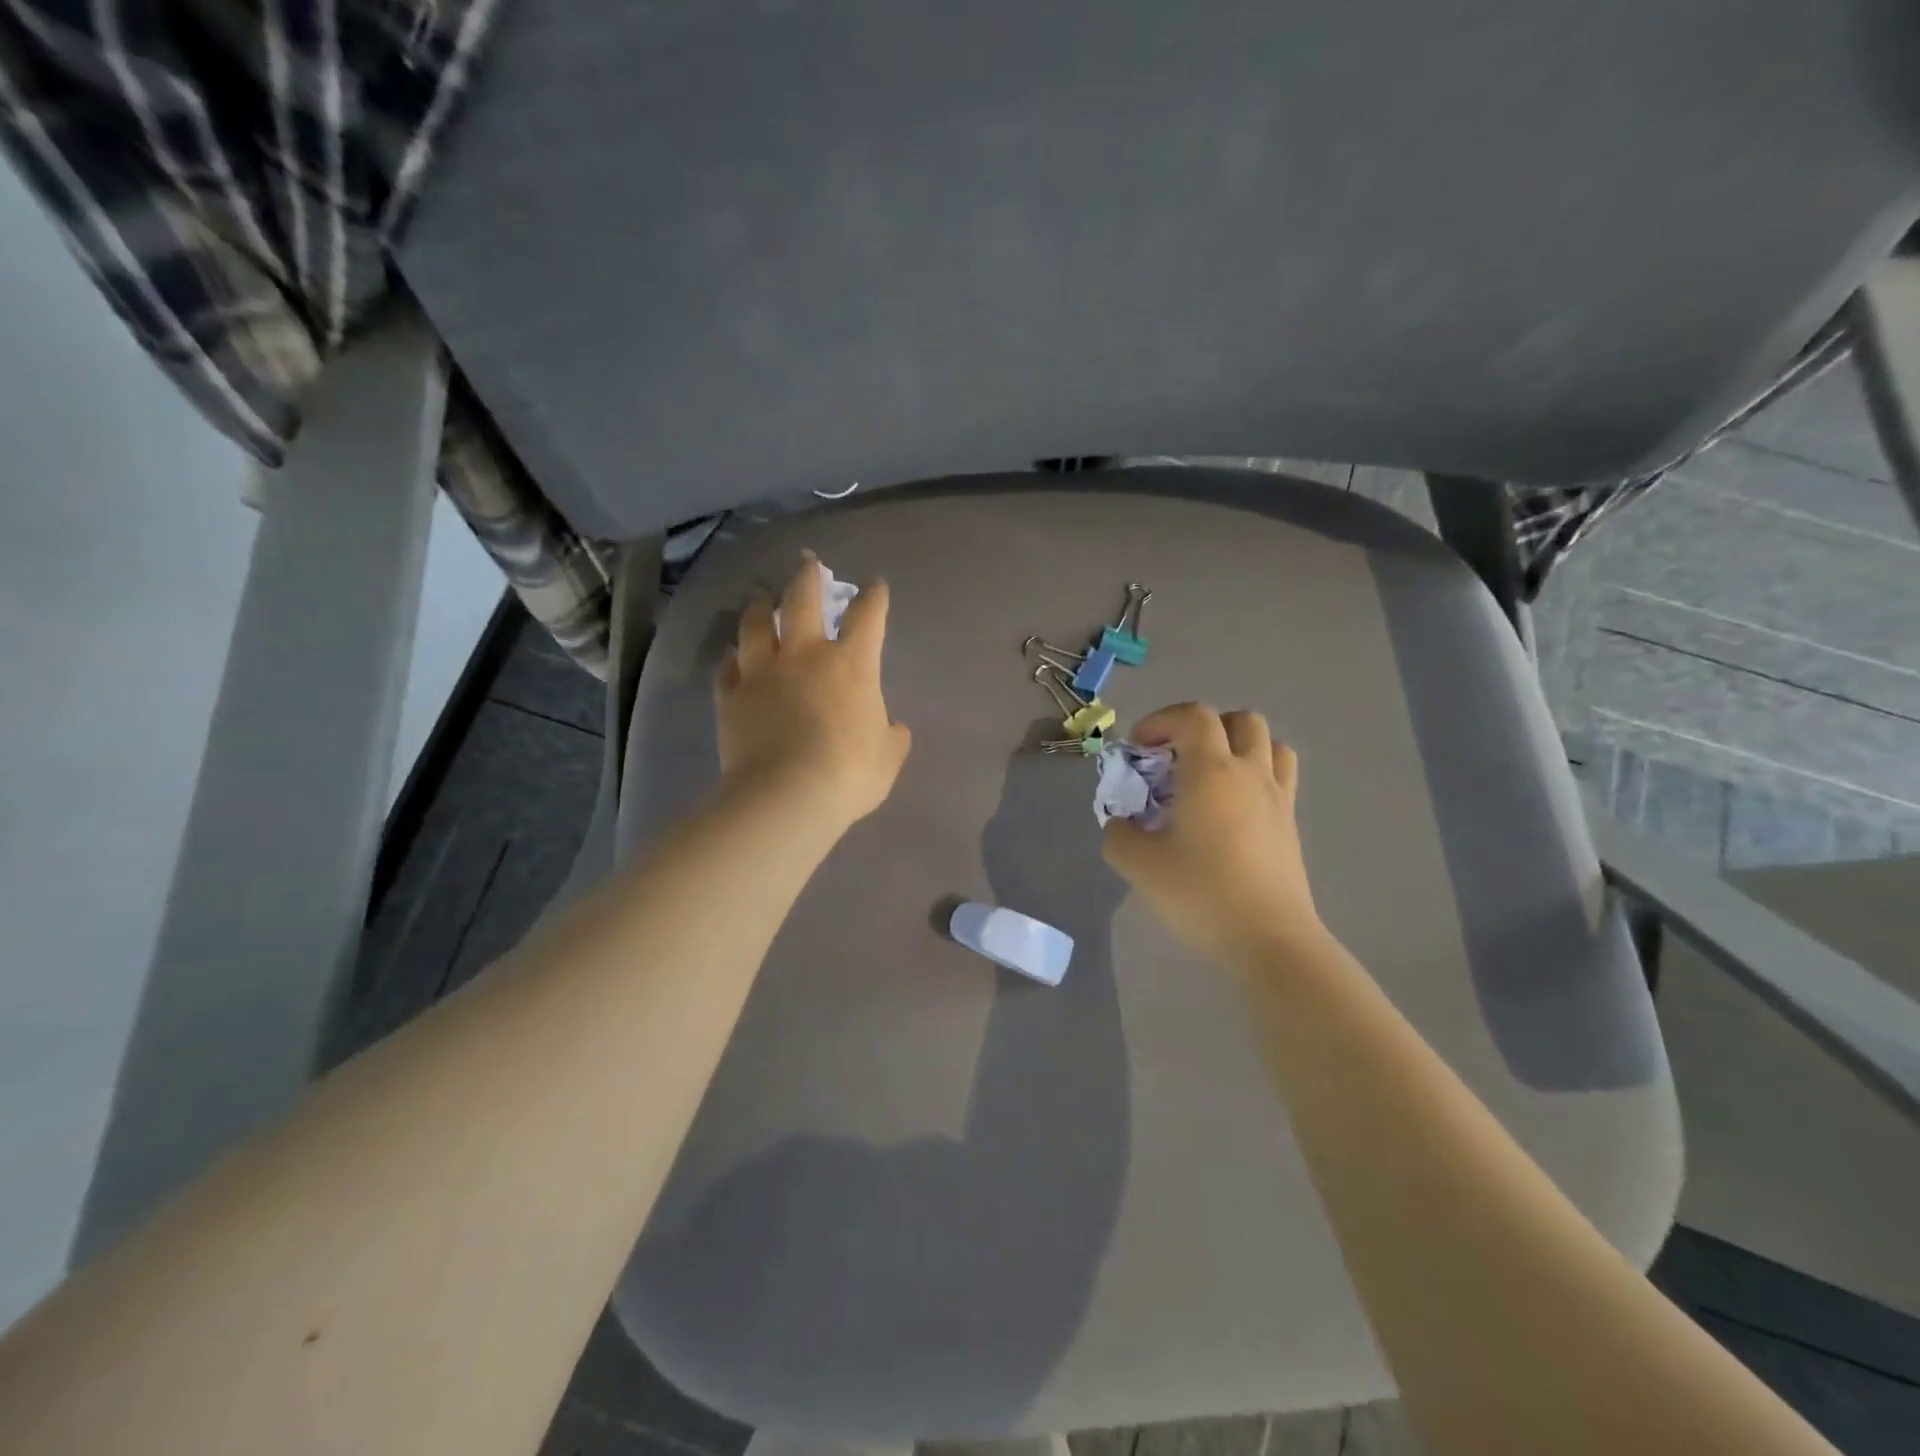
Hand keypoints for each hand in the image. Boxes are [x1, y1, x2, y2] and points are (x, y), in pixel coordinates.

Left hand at [715, 553, 912, 831]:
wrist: (785, 795)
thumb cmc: (848, 773)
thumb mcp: (888, 758)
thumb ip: (893, 738)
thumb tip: (895, 728)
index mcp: (851, 664)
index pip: (867, 616)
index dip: (873, 597)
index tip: (875, 585)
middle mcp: (804, 655)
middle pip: (802, 600)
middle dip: (807, 576)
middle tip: (807, 561)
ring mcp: (762, 672)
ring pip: (756, 624)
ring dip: (761, 606)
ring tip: (761, 596)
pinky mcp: (731, 696)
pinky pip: (728, 667)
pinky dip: (732, 657)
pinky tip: (733, 654)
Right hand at [1102, 703, 1324, 966]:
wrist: (1269, 941)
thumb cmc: (1200, 895)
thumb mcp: (1139, 865)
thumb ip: (1118, 834)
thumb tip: (1122, 823)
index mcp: (1211, 771)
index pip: (1194, 716)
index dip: (1161, 720)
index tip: (1139, 748)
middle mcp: (1250, 773)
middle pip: (1240, 720)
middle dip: (1203, 728)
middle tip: (1177, 759)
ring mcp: (1278, 798)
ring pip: (1269, 744)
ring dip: (1237, 746)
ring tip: (1210, 777)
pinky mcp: (1291, 825)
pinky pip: (1279, 778)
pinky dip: (1255, 775)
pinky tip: (1231, 811)